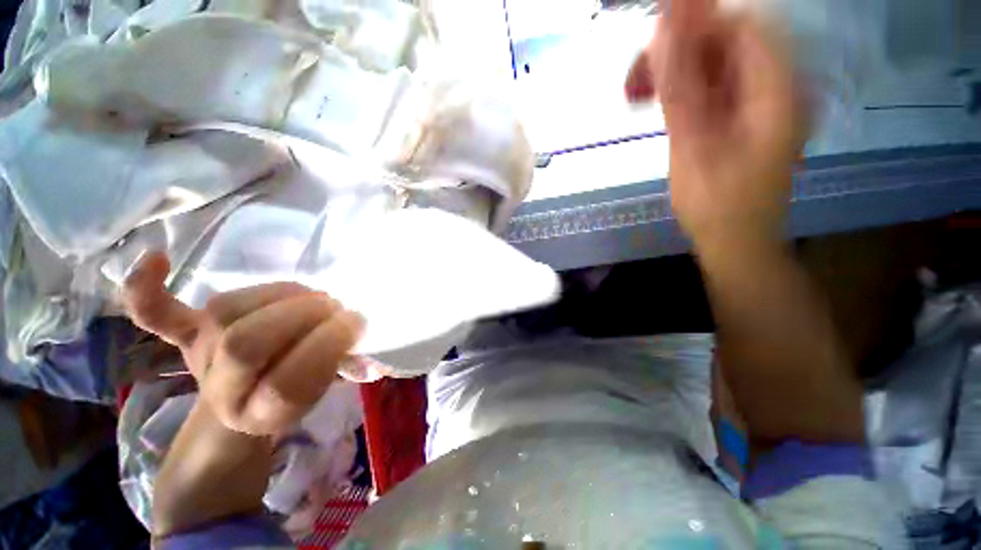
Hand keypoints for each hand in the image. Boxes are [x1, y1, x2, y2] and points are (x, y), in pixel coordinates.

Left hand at [123, 251, 362, 434]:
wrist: (244, 399)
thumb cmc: (295, 391)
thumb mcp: (327, 389)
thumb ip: (345, 366)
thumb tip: (367, 348)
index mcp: (263, 414)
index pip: (288, 384)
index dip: (326, 347)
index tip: (355, 322)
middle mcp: (222, 389)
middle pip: (246, 346)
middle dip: (299, 317)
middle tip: (332, 305)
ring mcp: (199, 356)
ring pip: (224, 314)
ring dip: (276, 296)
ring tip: (307, 294)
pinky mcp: (187, 333)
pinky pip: (158, 315)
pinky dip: (148, 289)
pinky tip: (157, 257)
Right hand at [626, 0, 804, 245]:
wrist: (734, 242)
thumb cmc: (717, 206)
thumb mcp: (694, 149)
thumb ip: (680, 90)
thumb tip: (662, 34)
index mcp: (777, 90)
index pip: (742, 25)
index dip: (698, 19)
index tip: (653, 31)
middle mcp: (776, 86)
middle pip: (728, 41)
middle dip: (678, 50)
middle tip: (635, 76)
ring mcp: (759, 102)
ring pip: (716, 63)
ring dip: (675, 70)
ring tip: (637, 92)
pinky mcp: (742, 117)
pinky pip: (713, 86)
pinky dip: (682, 89)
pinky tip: (658, 103)